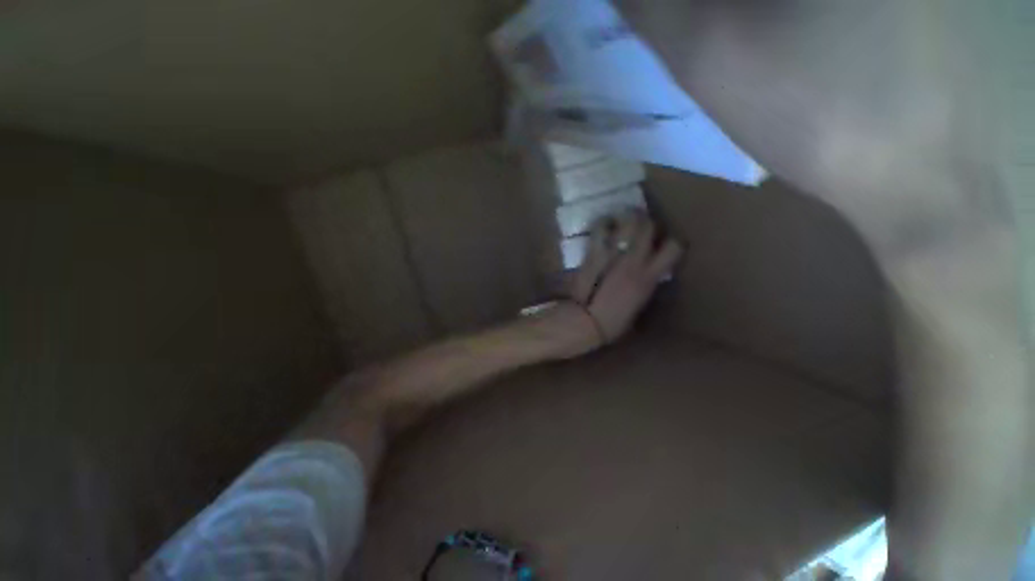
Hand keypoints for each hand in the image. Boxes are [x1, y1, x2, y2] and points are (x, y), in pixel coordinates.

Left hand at [569, 210, 682, 342]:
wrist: (585, 321)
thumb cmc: (613, 322)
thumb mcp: (638, 306)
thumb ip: (645, 286)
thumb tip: (646, 276)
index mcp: (649, 277)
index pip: (674, 247)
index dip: (672, 241)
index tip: (664, 243)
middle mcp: (635, 260)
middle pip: (649, 226)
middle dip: (647, 222)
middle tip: (640, 226)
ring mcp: (614, 253)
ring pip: (627, 221)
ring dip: (627, 217)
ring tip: (622, 221)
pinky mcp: (594, 252)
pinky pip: (600, 228)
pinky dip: (603, 224)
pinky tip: (603, 227)